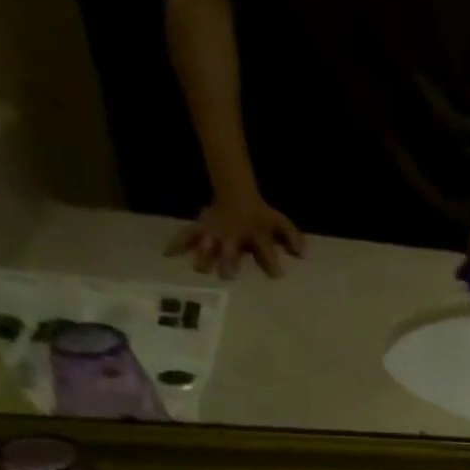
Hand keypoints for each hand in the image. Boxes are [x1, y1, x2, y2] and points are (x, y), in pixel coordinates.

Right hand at [166, 195, 305, 278]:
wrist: (236, 193)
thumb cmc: (261, 215)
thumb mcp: (280, 222)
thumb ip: (293, 238)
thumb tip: (303, 254)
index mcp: (255, 234)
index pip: (266, 249)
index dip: (272, 261)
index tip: (277, 275)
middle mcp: (233, 234)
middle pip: (230, 248)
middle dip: (228, 260)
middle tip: (226, 276)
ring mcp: (215, 230)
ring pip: (207, 243)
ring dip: (204, 255)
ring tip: (200, 269)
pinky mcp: (201, 228)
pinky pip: (187, 234)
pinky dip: (177, 243)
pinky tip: (166, 254)